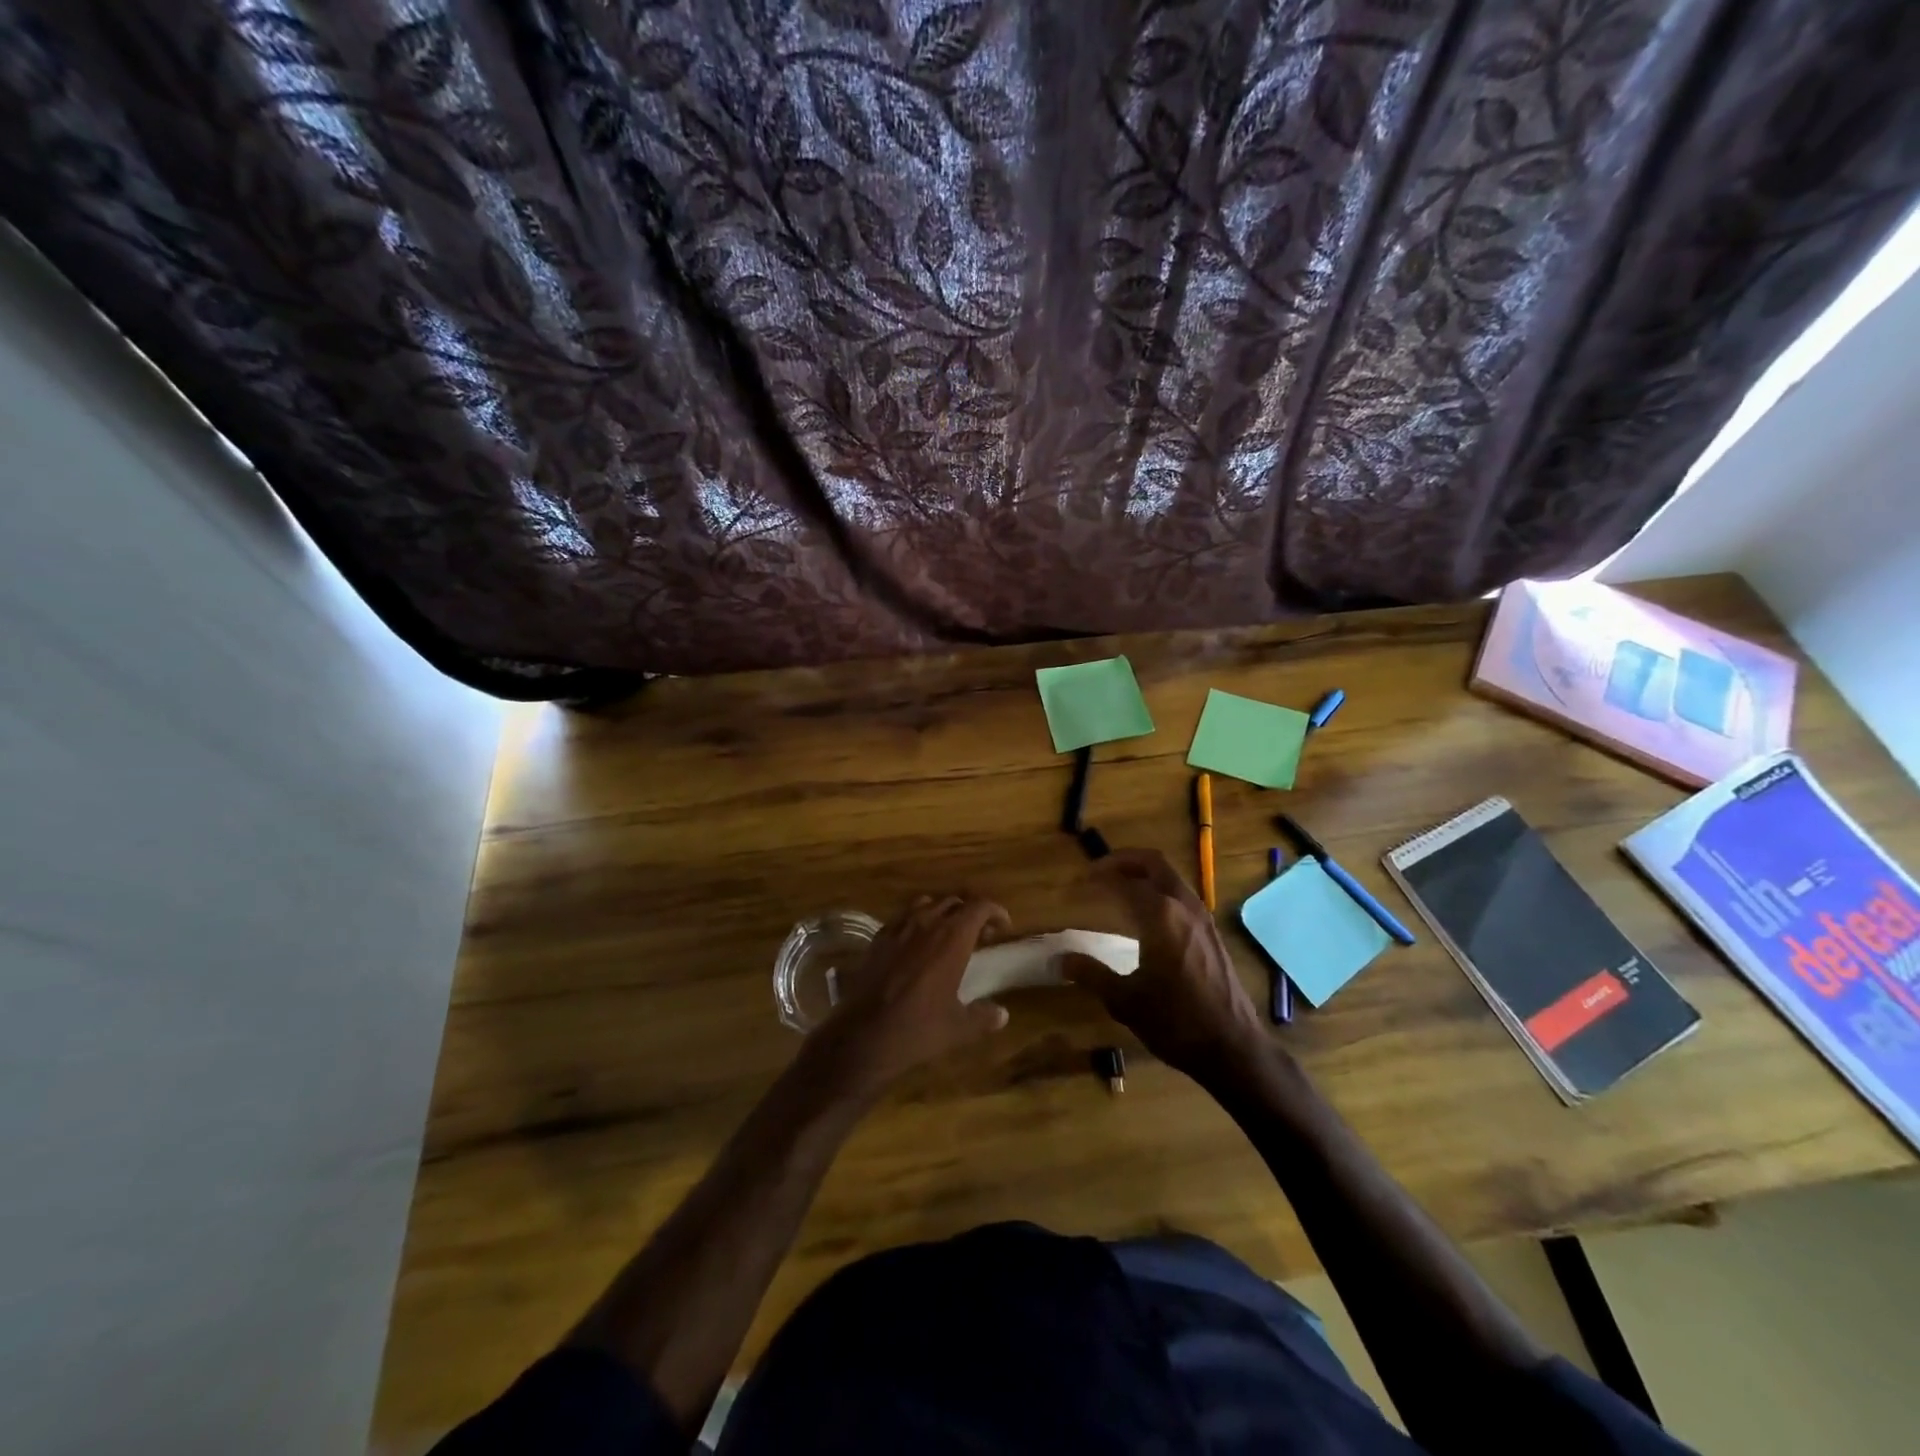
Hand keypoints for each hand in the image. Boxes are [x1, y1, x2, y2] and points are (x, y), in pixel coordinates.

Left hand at [804, 894, 1011, 1097]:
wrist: (864, 1034)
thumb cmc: (918, 1028)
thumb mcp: (959, 1028)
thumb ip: (984, 1017)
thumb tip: (1002, 1014)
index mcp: (952, 938)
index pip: (979, 907)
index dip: (995, 911)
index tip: (1003, 926)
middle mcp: (926, 923)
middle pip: (954, 902)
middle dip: (970, 913)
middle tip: (979, 935)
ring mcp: (899, 928)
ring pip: (926, 904)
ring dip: (942, 913)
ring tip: (948, 934)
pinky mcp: (878, 938)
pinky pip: (902, 917)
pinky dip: (916, 922)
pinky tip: (916, 944)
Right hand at [1059, 848, 1267, 1079]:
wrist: (1233, 1049)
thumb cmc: (1175, 1022)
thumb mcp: (1124, 1000)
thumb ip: (1091, 974)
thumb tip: (1061, 959)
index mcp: (1160, 916)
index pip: (1124, 881)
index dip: (1099, 877)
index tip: (1079, 882)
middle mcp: (1184, 907)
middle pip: (1154, 864)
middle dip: (1124, 860)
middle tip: (1099, 870)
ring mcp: (1203, 919)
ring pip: (1171, 878)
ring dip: (1145, 874)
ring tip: (1119, 887)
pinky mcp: (1212, 934)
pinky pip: (1182, 896)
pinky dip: (1160, 891)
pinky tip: (1147, 917)